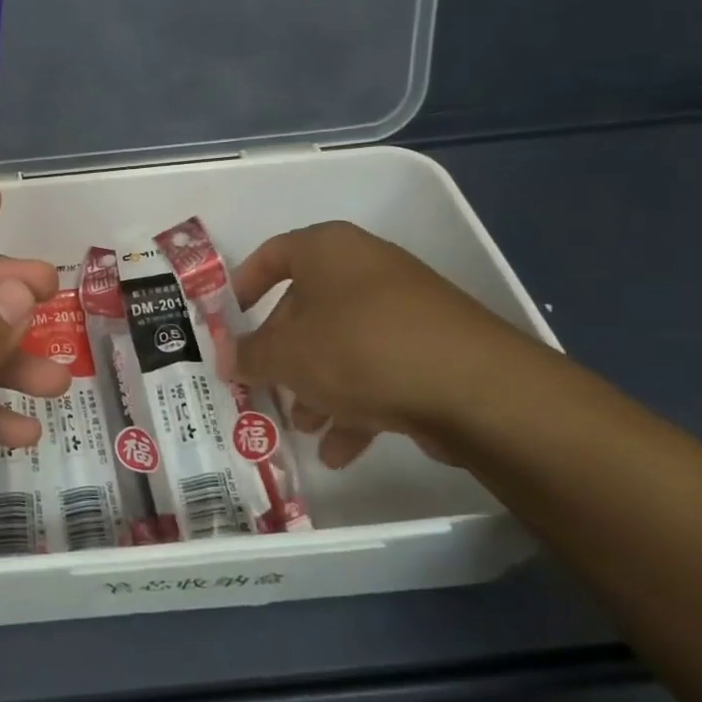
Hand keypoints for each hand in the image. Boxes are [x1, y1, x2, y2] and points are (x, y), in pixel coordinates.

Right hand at [233, 221, 549, 469]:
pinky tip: (340, 450)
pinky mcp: (433, 348)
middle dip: (281, 354)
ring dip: (316, 387)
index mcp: (328, 251)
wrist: (475, 388)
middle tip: (262, 386)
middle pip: (306, 307)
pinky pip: (378, 370)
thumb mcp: (287, 355)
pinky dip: (355, 405)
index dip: (243, 285)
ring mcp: (404, 310)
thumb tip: (225, 357)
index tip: (228, 319)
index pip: (272, 255)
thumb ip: (249, 356)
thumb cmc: (359, 349)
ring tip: (303, 427)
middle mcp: (366, 270)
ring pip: (341, 344)